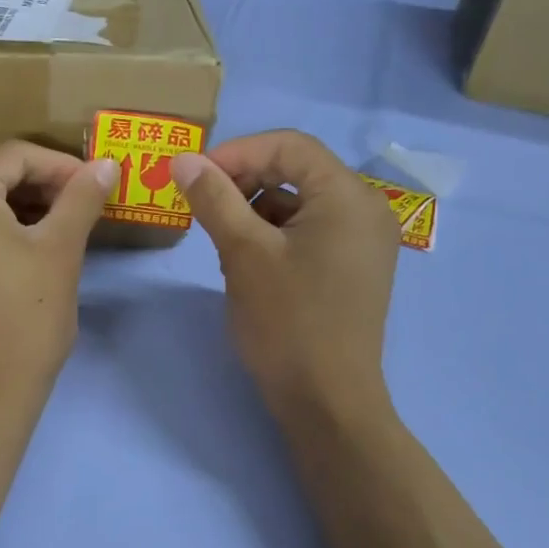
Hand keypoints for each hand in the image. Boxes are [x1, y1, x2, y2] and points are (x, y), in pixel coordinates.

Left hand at [0, 142, 116, 420]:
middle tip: (81, 210)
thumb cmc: (24, 320)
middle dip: (40, 188)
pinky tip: (21, 251)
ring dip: (17, 210)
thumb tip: (105, 164)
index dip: (61, 166)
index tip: (95, 187)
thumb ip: (81, 199)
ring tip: (58, 231)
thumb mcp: (59, 252)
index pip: (15, 156)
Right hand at [172, 131, 400, 424]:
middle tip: (202, 205)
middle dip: (244, 183)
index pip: (289, 146)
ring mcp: (363, 243)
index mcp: (349, 196)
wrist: (326, 401)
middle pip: (297, 172)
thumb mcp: (244, 253)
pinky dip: (274, 237)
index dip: (236, 152)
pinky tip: (246, 264)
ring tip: (221, 241)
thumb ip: (214, 198)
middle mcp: (366, 210)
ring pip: (300, 205)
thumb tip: (183, 160)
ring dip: (255, 212)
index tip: (193, 176)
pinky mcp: (352, 270)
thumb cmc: (287, 322)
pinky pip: (310, 234)